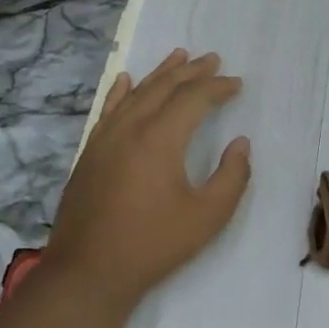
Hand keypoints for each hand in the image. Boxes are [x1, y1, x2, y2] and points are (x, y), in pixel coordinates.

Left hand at [48, 49, 251, 310]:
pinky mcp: (90, 153)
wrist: (88, 271)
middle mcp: (131, 127)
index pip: (194, 98)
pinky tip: (126, 79)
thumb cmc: (153, 244)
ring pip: (136, 93)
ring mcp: (105, 138)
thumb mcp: (208, 216)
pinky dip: (121, 90)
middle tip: (213, 59)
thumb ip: (232, 176)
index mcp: (160, 138)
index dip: (218, 87)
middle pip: (164, 87)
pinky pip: (108, 109)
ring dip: (161, 74)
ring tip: (179, 55)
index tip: (237, 84)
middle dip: (192, 71)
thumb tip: (240, 143)